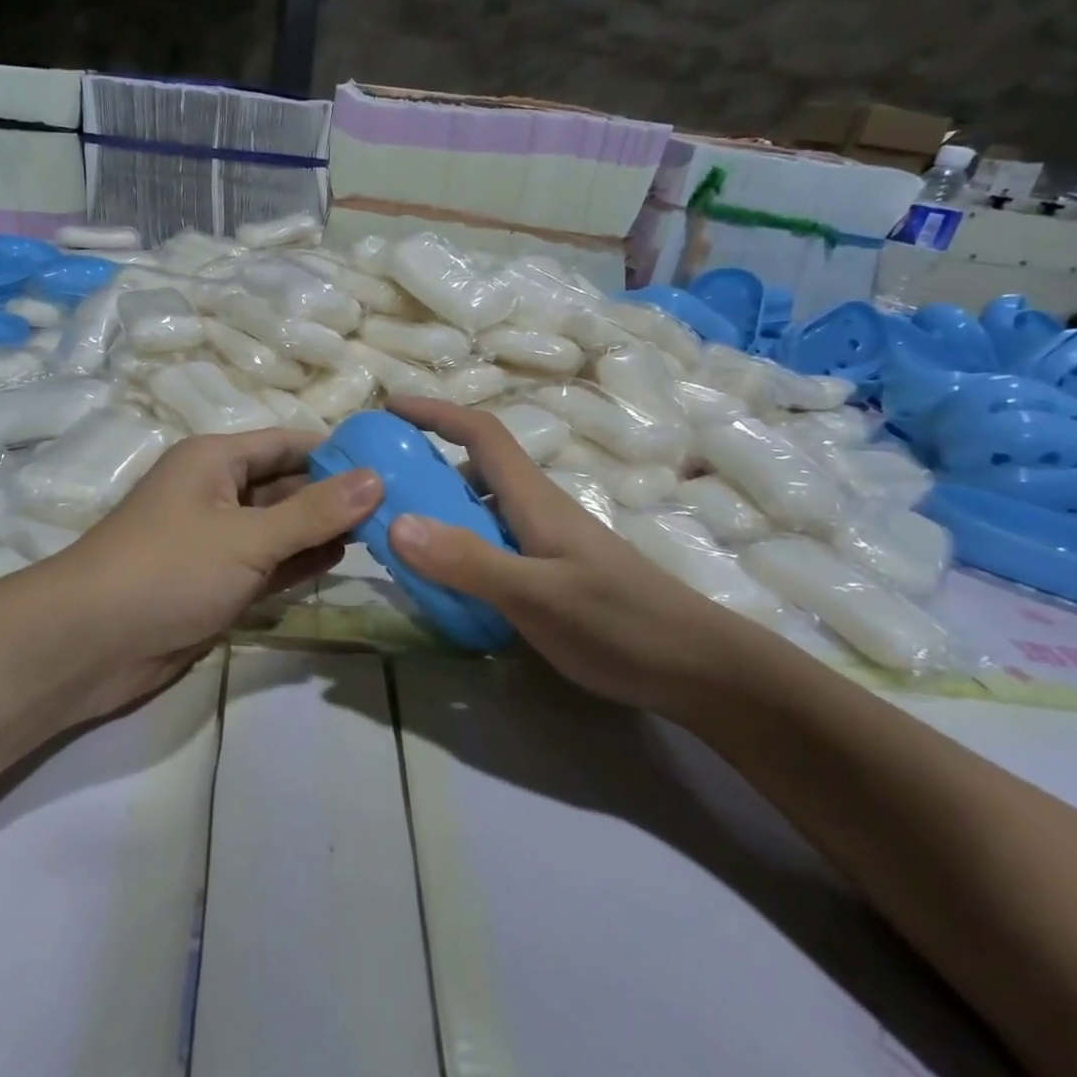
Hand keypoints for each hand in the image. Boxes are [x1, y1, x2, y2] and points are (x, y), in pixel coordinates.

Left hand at [29, 429, 381, 718]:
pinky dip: (300, 562)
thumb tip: (377, 478)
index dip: (338, 452)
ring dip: (323, 530)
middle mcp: (218, 492)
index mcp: (216, 460)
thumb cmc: (168, 569)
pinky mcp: (217, 582)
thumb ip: (314, 512)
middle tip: (399, 505)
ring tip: (383, 532)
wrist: (90, 644)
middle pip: (288, 485)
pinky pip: (269, 563)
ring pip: (281, 527)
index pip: (288, 444)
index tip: (392, 464)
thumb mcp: (247, 536)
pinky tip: (341, 560)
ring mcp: (217, 540)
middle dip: (336, 495)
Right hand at [385, 397, 757, 715]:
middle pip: (476, 471)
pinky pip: (493, 547)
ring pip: (483, 512)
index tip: (390, 408)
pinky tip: (445, 585)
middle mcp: (538, 512)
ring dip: (440, 511)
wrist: (698, 669)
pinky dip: (460, 550)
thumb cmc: (620, 624)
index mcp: (535, 500)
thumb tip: (397, 522)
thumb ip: (469, 561)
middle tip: (378, 489)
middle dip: (425, 465)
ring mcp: (548, 545)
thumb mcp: (538, 595)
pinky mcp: (553, 575)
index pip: (481, 435)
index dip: (435, 413)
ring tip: (398, 538)